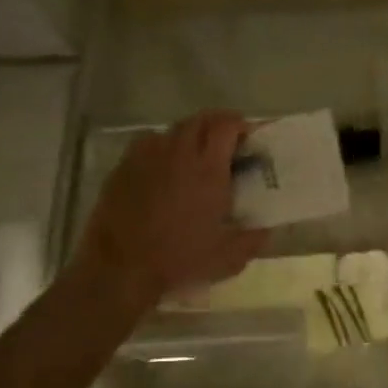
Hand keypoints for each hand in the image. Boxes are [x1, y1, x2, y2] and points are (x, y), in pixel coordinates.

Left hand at [74, 111, 267, 308]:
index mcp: (208, 170)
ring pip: (172, 130)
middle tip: (225, 142)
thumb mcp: (228, 258)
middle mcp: (179, 154)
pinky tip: (163, 166)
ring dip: (189, 135)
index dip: (239, 124)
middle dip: (216, 124)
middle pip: (199, 120)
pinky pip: (147, 143)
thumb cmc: (179, 259)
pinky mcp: (124, 167)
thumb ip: (254, 239)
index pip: (226, 126)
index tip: (247, 136)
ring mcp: (148, 157)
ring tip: (194, 154)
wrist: (121, 267)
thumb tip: (267, 228)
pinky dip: (162, 146)